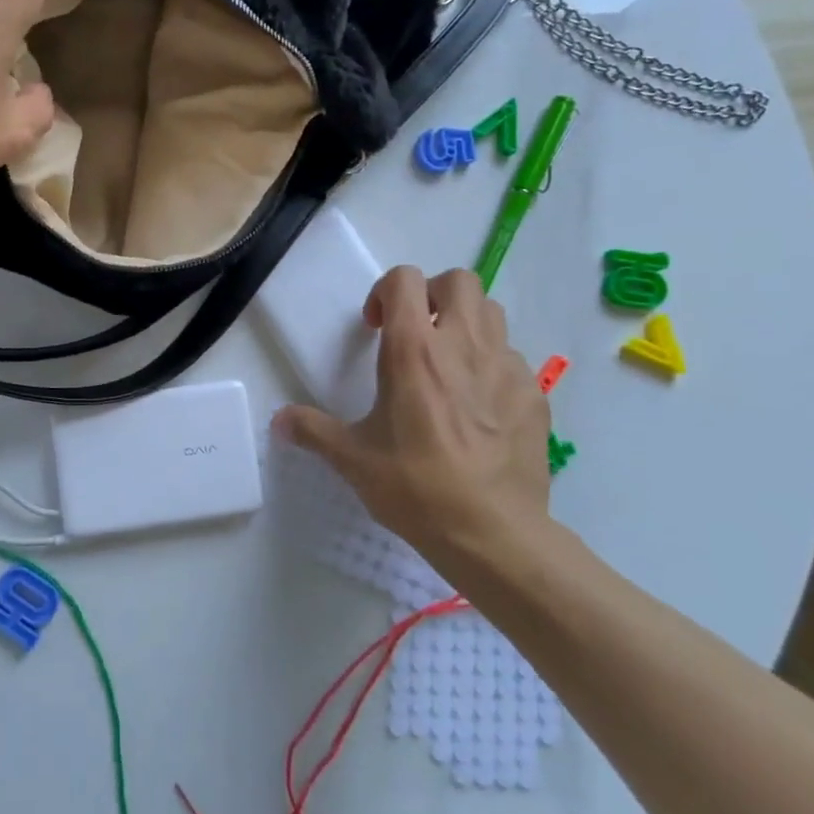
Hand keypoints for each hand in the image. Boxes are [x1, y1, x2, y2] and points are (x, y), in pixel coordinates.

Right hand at [273, 267, 551, 565]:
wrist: (493, 533)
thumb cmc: (416, 488)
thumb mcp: (352, 459)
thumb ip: (312, 430)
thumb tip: (278, 421)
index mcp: (414, 351)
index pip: (404, 280)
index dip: (384, 291)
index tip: (375, 328)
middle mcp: (463, 345)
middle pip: (459, 280)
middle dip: (432, 295)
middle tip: (416, 331)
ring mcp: (507, 367)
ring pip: (491, 313)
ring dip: (465, 323)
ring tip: (447, 363)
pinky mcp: (534, 395)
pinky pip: (513, 359)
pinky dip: (492, 365)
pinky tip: (478, 406)